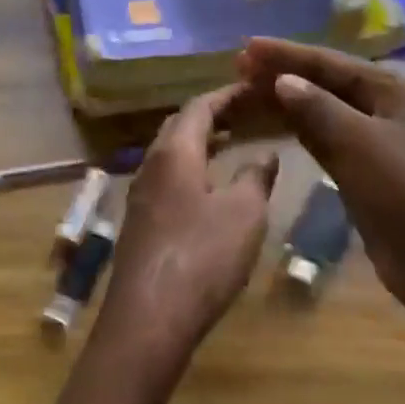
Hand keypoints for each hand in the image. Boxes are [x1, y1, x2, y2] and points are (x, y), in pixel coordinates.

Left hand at [93, 85, 278, 397]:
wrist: (150, 316)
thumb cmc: (203, 256)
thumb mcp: (244, 213)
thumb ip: (255, 177)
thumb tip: (264, 154)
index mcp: (175, 152)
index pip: (199, 106)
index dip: (227, 94)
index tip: (253, 87)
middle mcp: (151, 166)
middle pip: (178, 126)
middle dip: (210, 114)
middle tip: (242, 111)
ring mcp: (140, 196)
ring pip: (170, 154)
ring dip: (198, 142)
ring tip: (230, 142)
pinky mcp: (140, 223)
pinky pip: (166, 179)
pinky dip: (190, 169)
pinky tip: (208, 188)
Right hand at [238, 38, 404, 343]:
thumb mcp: (361, 144)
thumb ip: (318, 108)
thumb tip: (283, 80)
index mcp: (392, 91)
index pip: (329, 63)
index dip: (286, 54)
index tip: (245, 48)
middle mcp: (383, 110)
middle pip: (323, 85)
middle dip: (282, 76)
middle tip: (238, 71)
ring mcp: (373, 144)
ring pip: (320, 114)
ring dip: (285, 104)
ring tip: (245, 96)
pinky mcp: (362, 174)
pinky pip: (322, 143)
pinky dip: (296, 133)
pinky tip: (271, 128)